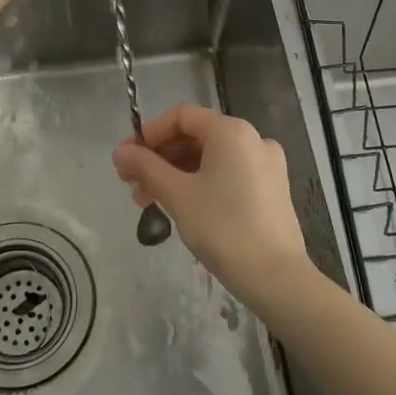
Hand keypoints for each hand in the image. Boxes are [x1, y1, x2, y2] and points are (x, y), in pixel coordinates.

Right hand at [112, 105, 312, 310]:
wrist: (276, 278)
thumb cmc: (223, 228)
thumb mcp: (177, 195)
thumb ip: (146, 167)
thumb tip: (120, 151)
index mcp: (231, 131)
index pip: (182, 117)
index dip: (150, 134)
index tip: (127, 159)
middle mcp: (253, 139)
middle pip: (196, 136)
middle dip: (160, 158)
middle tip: (132, 184)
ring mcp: (266, 164)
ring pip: (211, 157)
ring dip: (177, 173)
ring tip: (150, 202)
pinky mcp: (272, 189)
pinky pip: (228, 173)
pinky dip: (201, 182)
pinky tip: (182, 206)